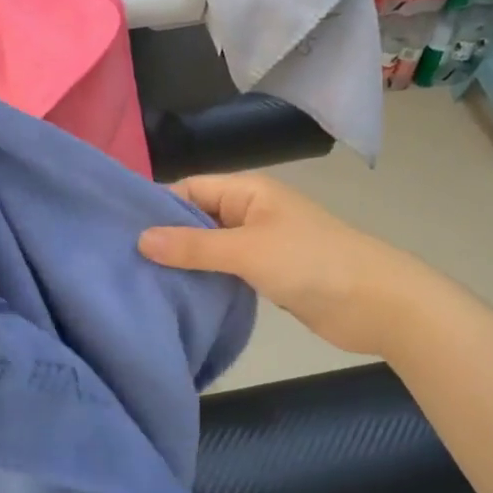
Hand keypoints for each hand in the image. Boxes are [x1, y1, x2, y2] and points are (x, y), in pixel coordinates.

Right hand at [137, 172, 440, 359]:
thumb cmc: (311, 263)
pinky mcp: (265, 274)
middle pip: (195, 218)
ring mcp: (258, 245)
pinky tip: (174, 296)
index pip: (188, 189)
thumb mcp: (246, 250)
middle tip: (119, 261)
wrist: (376, 304)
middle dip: (164, 237)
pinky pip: (223, 271)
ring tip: (137, 280)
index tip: (116, 230)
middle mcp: (249, 212)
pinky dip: (202, 280)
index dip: (155, 206)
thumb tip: (140, 239)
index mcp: (247, 191)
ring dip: (182, 262)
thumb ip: (193, 247)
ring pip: (208, 248)